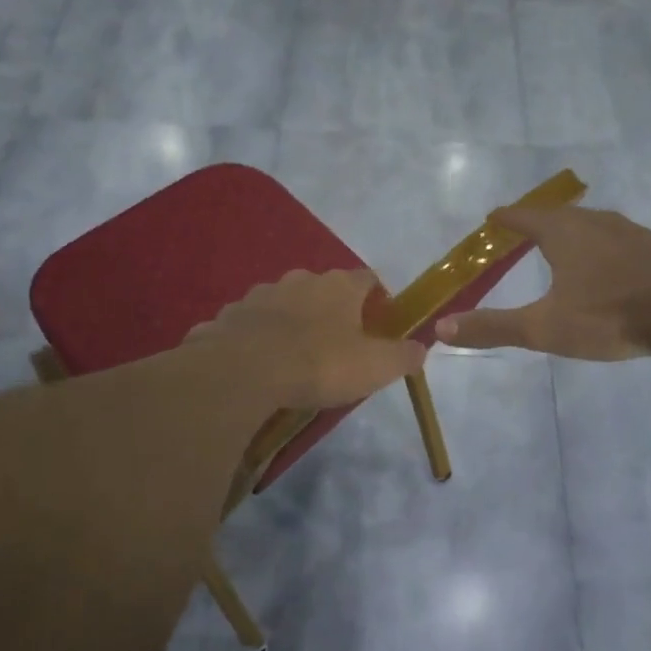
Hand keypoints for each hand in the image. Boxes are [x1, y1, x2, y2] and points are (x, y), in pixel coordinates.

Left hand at [190, 269, 426, 407]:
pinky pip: (251, 323)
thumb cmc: (319, 364)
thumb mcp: (375, 367)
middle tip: (338, 344)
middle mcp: (301, 280)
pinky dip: (258, 337)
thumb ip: (403, 356)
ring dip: (292, 322)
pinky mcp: (230, 315)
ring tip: (295, 356)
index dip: (377, 298)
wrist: (244, 371)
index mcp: (339, 286)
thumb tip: (421, 348)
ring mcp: (261, 294)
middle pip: (324, 289)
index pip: (368, 279)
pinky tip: (259, 364)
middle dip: (332, 311)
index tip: (380, 323)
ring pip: (285, 303)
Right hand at [433, 206, 650, 359]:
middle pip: (559, 216)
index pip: (524, 217)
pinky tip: (610, 267)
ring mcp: (631, 232)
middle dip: (539, 223)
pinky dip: (603, 248)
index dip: (506, 218)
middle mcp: (596, 222)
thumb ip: (494, 327)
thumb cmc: (609, 314)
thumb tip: (442, 327)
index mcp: (564, 233)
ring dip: (574, 233)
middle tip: (524, 232)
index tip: (493, 217)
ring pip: (593, 225)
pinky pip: (619, 240)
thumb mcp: (544, 327)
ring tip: (564, 246)